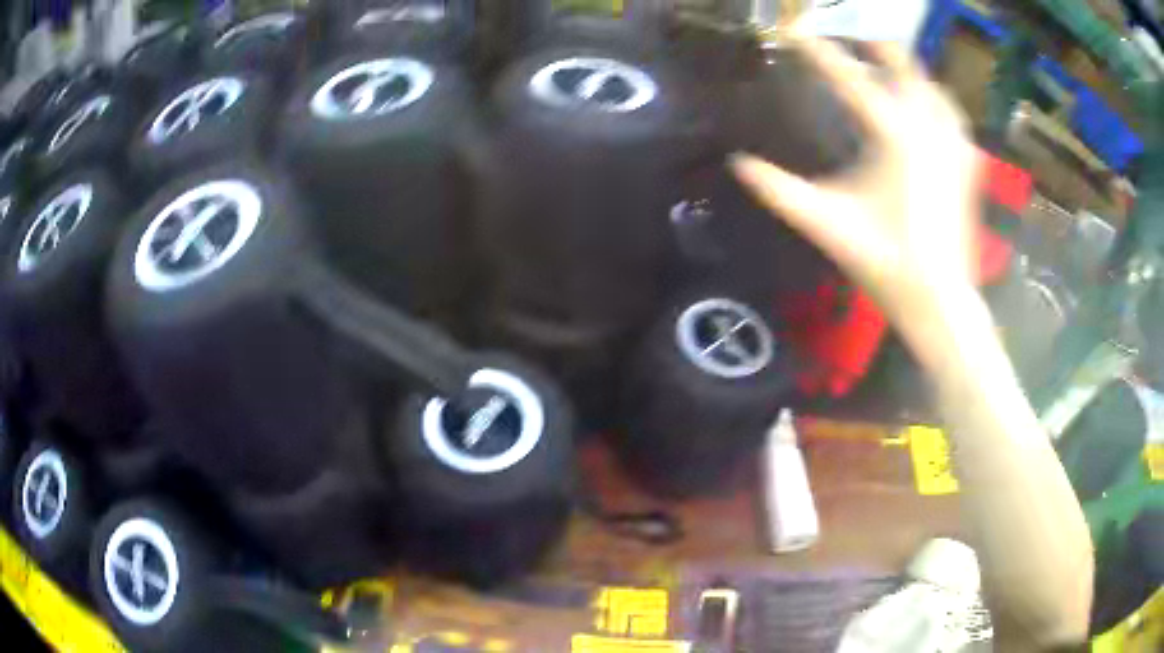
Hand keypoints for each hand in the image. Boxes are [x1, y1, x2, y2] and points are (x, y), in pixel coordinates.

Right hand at [731, 36, 983, 345]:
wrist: (940, 299)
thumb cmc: (884, 261)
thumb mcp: (826, 222)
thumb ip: (778, 189)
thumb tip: (737, 163)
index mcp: (893, 134)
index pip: (849, 76)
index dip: (818, 51)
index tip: (794, 32)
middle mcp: (927, 125)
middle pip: (902, 63)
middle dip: (873, 45)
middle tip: (848, 38)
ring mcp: (953, 142)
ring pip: (931, 83)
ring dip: (905, 68)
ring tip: (884, 63)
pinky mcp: (967, 162)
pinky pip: (951, 113)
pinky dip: (934, 98)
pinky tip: (924, 104)